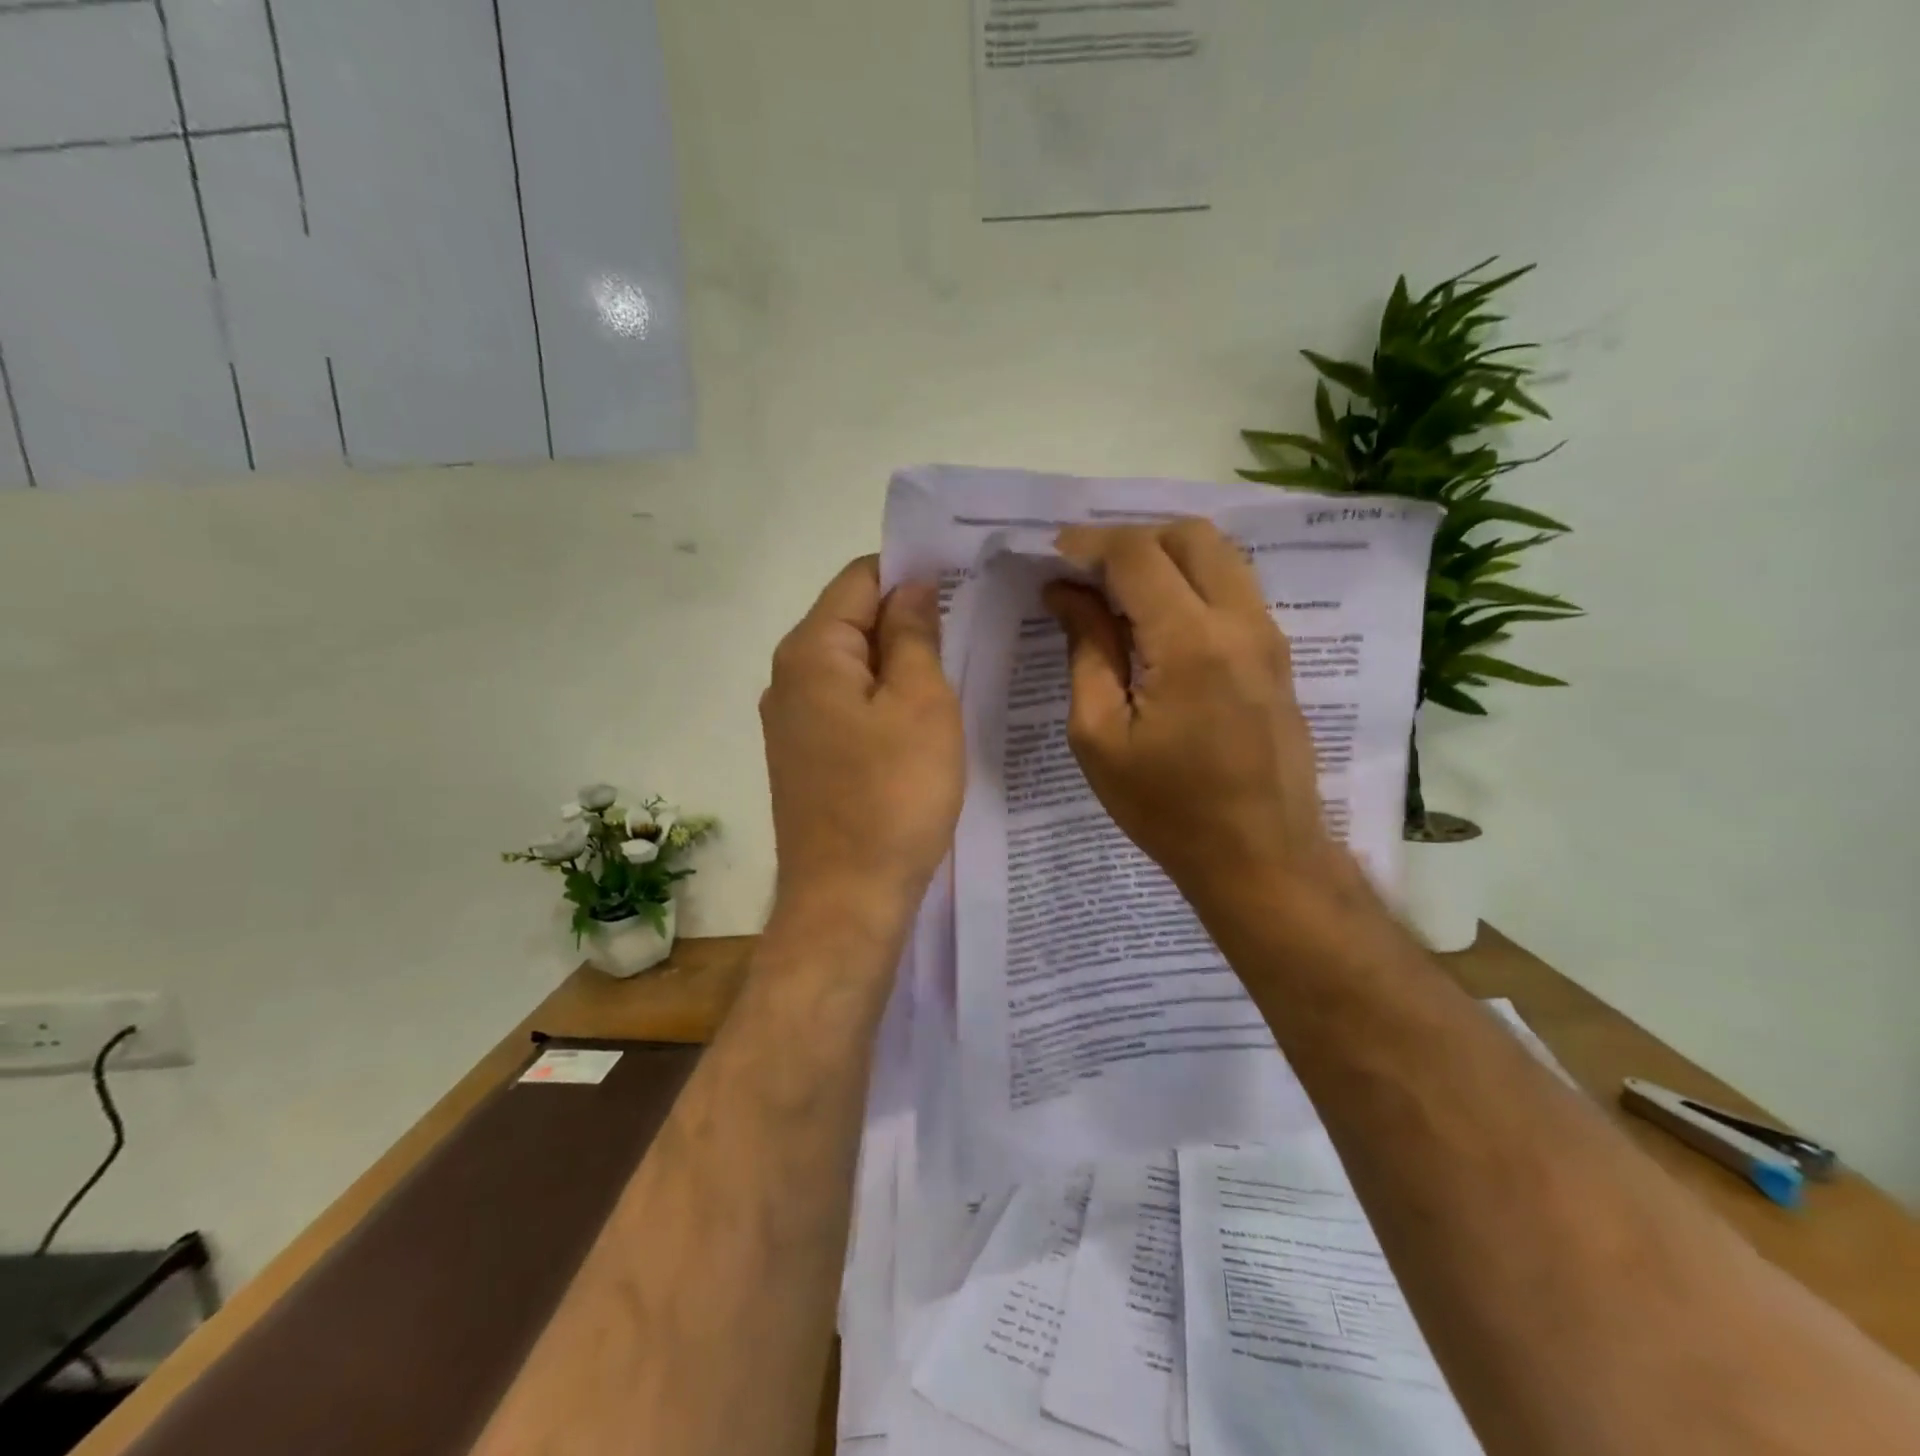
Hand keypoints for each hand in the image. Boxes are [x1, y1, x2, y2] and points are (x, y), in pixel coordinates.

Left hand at [761, 557, 963, 933]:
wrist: (847, 900)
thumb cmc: (892, 796)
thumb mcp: (921, 704)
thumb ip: (914, 634)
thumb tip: (911, 586)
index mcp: (810, 651)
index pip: (859, 578)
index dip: (910, 572)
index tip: (963, 582)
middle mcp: (788, 678)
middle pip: (852, 620)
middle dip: (907, 618)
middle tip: (970, 628)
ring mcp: (792, 722)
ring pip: (853, 667)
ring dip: (899, 663)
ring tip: (954, 670)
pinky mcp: (806, 758)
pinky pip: (848, 706)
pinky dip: (883, 700)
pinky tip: (921, 719)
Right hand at [1045, 519, 1352, 913]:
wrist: (1261, 857)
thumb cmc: (1167, 808)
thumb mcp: (1100, 736)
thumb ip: (1086, 651)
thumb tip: (1067, 594)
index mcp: (1190, 643)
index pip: (1137, 555)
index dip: (1087, 545)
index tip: (1051, 558)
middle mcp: (1240, 621)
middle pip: (1189, 534)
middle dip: (1130, 539)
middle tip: (1086, 573)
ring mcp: (1268, 635)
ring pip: (1219, 555)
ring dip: (1164, 556)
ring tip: (1117, 593)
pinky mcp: (1277, 654)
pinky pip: (1233, 588)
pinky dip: (1191, 582)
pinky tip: (1156, 621)